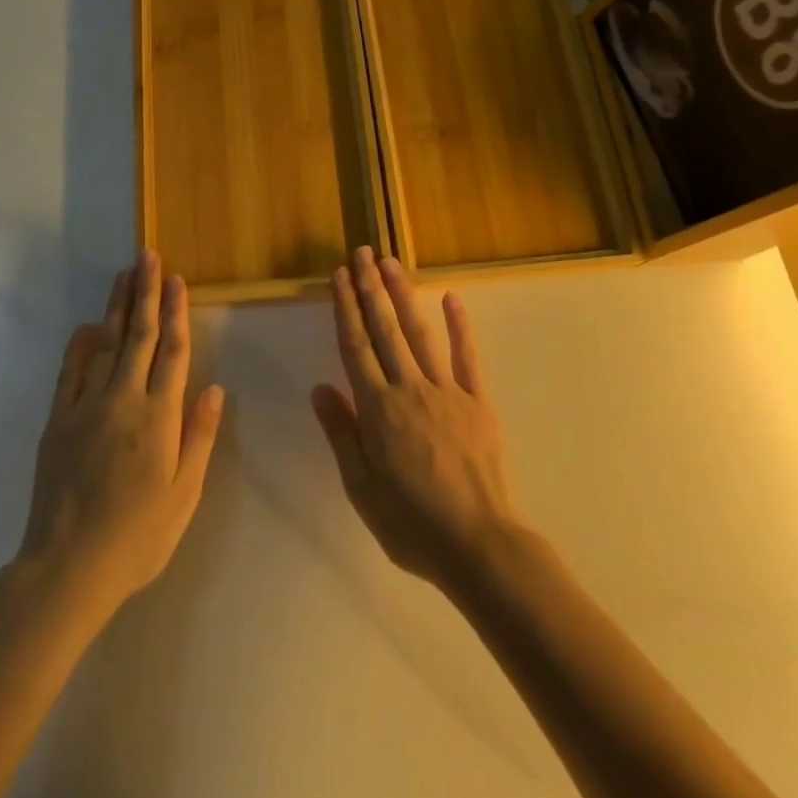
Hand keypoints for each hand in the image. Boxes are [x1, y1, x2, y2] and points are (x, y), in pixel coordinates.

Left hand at [17, 251, 224, 620]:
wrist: (67, 568)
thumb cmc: (137, 537)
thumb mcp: (184, 495)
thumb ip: (198, 437)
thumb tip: (214, 387)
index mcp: (159, 417)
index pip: (172, 351)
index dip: (176, 312)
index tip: (177, 280)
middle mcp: (123, 400)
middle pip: (139, 336)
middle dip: (146, 293)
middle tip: (147, 256)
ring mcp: (86, 407)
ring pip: (106, 345)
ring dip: (117, 308)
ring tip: (123, 276)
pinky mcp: (58, 421)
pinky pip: (70, 373)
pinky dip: (79, 346)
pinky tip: (87, 326)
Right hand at [312, 248, 520, 591]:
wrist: (478, 544)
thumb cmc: (411, 522)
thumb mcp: (361, 487)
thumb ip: (341, 434)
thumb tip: (320, 388)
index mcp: (377, 409)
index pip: (355, 347)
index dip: (345, 309)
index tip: (338, 277)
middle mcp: (409, 389)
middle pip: (384, 330)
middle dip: (370, 289)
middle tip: (361, 253)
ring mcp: (446, 390)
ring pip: (419, 333)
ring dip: (403, 295)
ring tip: (390, 263)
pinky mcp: (477, 400)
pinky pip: (466, 356)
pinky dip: (459, 325)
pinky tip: (451, 297)